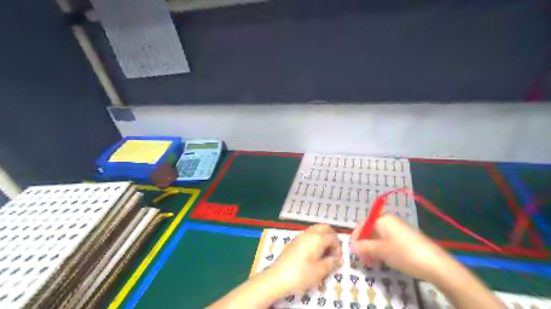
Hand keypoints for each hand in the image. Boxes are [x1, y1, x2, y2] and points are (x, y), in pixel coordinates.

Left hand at [268, 223, 342, 292]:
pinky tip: (315, 253)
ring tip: (325, 253)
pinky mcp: (295, 240)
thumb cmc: (301, 274)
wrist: (278, 277)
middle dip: (332, 237)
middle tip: (334, 251)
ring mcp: (300, 235)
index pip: (333, 238)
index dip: (339, 248)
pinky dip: (316, 239)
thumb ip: (332, 263)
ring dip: (324, 237)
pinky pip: (309, 234)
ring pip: (316, 229)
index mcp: (317, 238)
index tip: (338, 260)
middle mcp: (309, 233)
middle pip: (325, 228)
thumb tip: (338, 259)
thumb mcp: (320, 271)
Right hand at [351, 215, 454, 282]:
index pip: (363, 224)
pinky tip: (382, 261)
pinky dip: (381, 250)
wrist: (436, 264)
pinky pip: (387, 242)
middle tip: (361, 259)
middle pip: (370, 231)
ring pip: (378, 238)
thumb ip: (364, 247)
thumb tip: (351, 247)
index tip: (352, 250)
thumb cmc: (404, 253)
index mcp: (383, 219)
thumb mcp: (381, 251)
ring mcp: (398, 230)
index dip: (356, 237)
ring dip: (372, 249)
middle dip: (364, 245)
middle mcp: (390, 222)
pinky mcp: (405, 239)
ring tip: (371, 262)